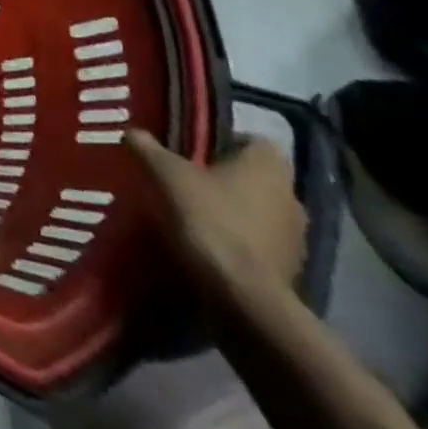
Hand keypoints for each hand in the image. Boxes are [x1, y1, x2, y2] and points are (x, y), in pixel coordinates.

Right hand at [127, 130, 304, 295]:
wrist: (243, 296)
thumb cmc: (208, 219)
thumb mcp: (165, 174)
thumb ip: (148, 148)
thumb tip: (132, 132)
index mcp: (268, 166)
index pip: (253, 141)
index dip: (225, 142)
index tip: (194, 151)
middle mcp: (291, 196)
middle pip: (255, 177)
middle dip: (226, 178)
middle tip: (187, 180)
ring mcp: (296, 237)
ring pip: (259, 211)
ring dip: (235, 211)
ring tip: (194, 214)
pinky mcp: (291, 270)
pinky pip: (261, 243)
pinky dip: (239, 241)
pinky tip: (209, 245)